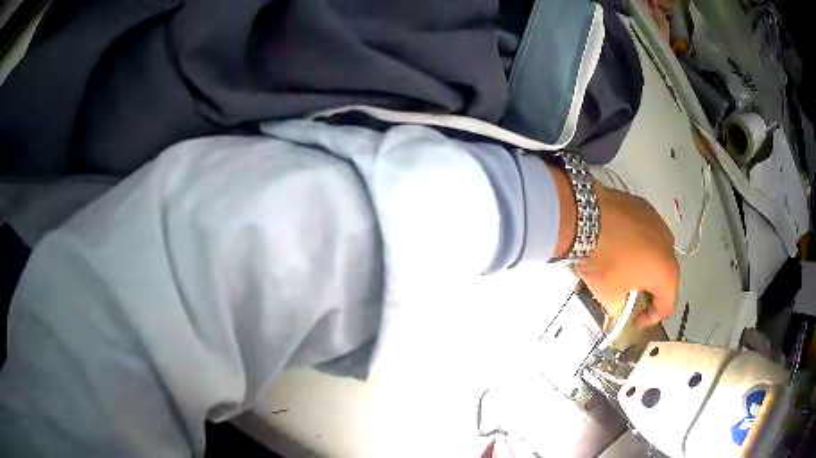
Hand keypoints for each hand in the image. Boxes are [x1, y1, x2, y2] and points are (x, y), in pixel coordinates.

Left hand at [549, 166, 678, 326]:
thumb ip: (620, 307)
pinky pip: (647, 231)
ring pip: (658, 250)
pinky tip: (624, 245)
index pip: (667, 304)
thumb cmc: (605, 262)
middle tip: (635, 297)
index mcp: (667, 272)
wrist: (588, 217)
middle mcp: (669, 246)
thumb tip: (618, 308)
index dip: (652, 318)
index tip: (636, 321)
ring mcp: (659, 222)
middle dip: (652, 290)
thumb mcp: (610, 296)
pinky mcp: (644, 206)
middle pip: (666, 275)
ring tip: (629, 270)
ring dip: (648, 264)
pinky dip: (640, 242)